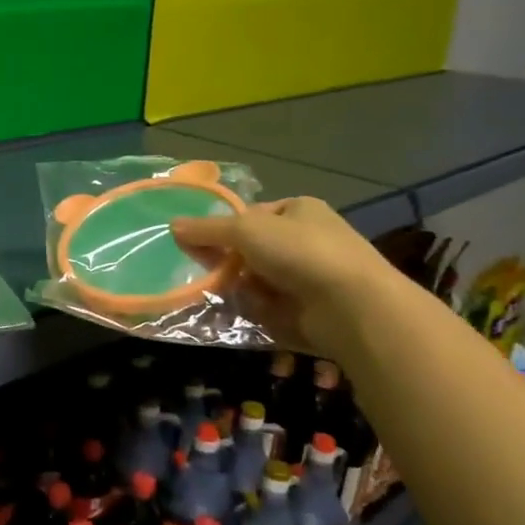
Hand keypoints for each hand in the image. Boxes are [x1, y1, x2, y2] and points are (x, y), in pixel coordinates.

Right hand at [171, 196, 406, 359]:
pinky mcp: (309, 309)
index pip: (249, 216)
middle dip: (229, 264)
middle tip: (209, 275)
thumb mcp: (245, 230)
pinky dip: (256, 310)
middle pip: (250, 251)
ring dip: (240, 289)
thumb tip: (172, 226)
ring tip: (227, 297)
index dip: (222, 230)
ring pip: (257, 281)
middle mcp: (306, 239)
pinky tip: (249, 314)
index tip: (198, 246)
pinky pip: (269, 307)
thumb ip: (207, 230)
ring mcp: (309, 276)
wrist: (352, 306)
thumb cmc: (300, 252)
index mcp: (298, 210)